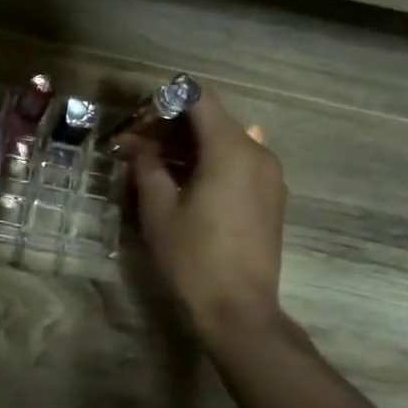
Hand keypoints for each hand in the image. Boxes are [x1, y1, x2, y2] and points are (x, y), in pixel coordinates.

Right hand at [125, 88, 285, 335]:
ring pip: (226, 142)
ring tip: (156, 167)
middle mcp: (257, 152)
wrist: (238, 309)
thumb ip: (147, 165)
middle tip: (137, 146)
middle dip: (173, 126)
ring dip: (190, 146)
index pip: (200, 98)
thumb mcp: (158, 209)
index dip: (166, 100)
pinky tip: (185, 185)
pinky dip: (211, 163)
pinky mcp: (272, 197)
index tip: (138, 119)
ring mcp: (270, 175)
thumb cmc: (192, 256)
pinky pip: (239, 163)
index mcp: (230, 149)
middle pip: (213, 119)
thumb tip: (135, 143)